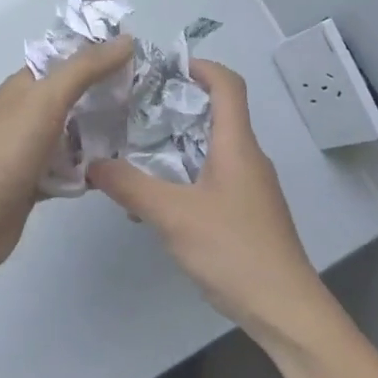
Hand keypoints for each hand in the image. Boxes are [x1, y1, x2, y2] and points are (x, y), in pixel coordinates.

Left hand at [0, 36, 133, 281]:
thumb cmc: (9, 149)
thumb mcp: (48, 98)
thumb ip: (86, 68)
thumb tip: (126, 40)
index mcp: (26, 86)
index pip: (68, 59)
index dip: (100, 55)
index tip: (141, 59)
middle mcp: (29, 113)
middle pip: (76, 97)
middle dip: (109, 96)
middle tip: (150, 100)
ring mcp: (33, 149)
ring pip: (77, 135)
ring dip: (104, 134)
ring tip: (145, 134)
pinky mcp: (38, 182)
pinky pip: (73, 169)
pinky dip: (92, 169)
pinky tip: (121, 171)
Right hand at [87, 61, 330, 343]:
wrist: (285, 310)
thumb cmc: (233, 250)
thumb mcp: (173, 216)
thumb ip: (131, 187)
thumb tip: (92, 164)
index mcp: (237, 145)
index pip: (228, 85)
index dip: (201, 66)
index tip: (164, 67)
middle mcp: (249, 158)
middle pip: (218, 114)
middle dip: (177, 106)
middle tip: (135, 109)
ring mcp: (252, 188)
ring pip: (213, 149)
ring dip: (178, 144)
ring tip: (137, 150)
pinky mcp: (249, 213)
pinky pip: (215, 177)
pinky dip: (187, 174)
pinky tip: (159, 199)